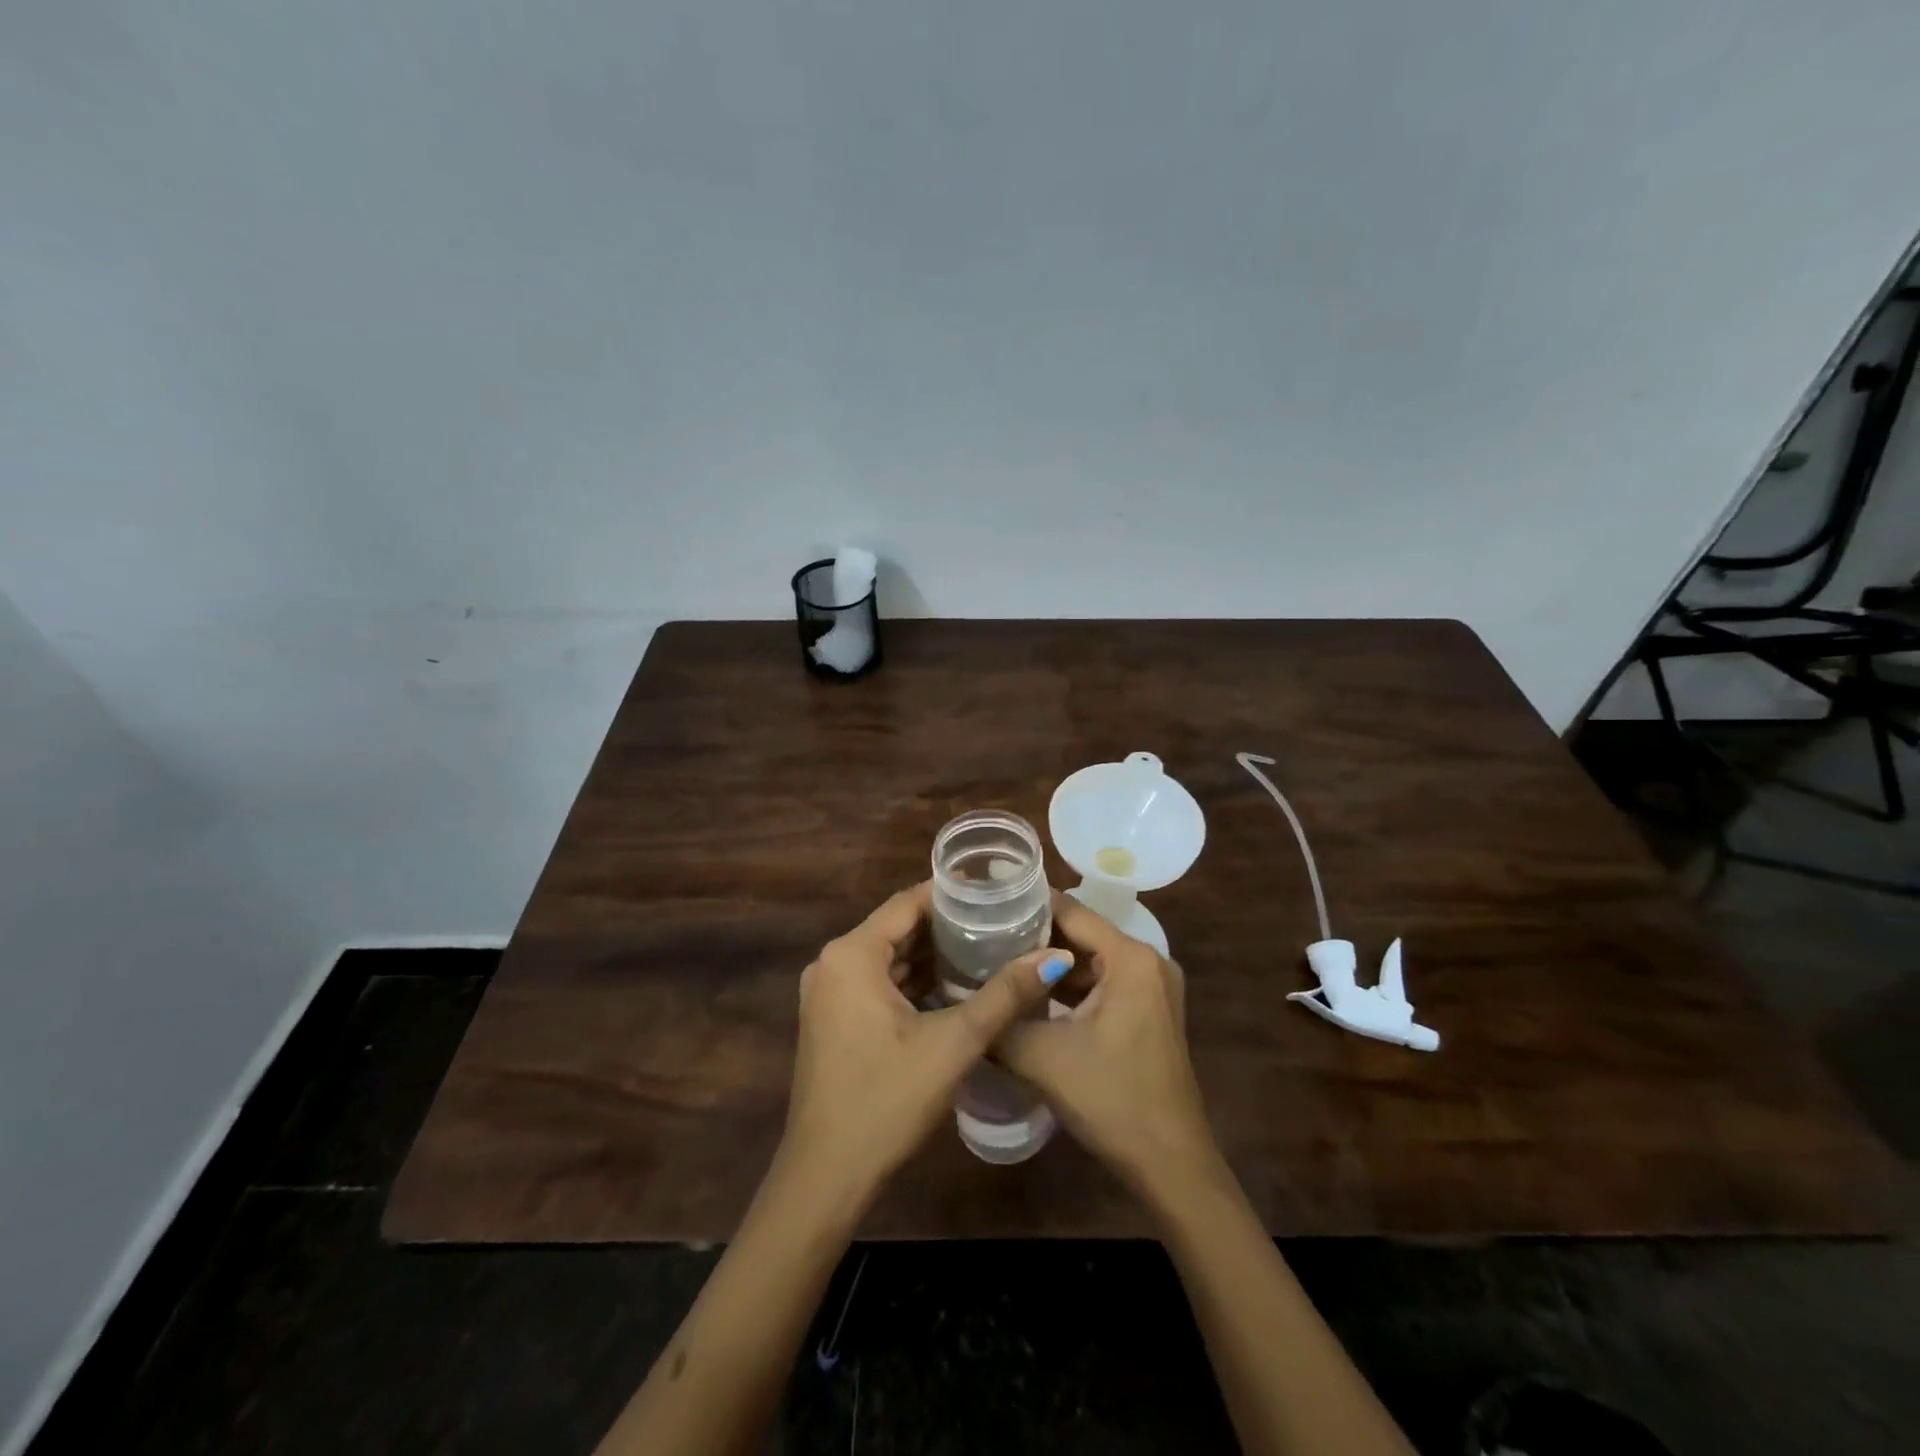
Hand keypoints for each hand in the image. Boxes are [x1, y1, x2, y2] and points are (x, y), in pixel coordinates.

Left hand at [779, 882, 1070, 1212]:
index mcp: (851, 954)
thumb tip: (1054, 956)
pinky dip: (913, 981)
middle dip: (948, 925)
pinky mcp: (834, 1020)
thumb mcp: (953, 1043)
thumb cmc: (887, 1100)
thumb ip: (1005, 995)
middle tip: (1002, 920)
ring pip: (889, 957)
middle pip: (898, 928)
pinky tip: (955, 987)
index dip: (953, 894)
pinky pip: (878, 983)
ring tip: (988, 947)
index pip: (908, 903)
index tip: (997, 891)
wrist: (827, 1177)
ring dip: (932, 956)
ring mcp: (829, 993)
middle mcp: (833, 963)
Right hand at [998, 892, 1219, 1202]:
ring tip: (998, 959)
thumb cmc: (1110, 1098)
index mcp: (1130, 957)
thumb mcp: (1042, 1056)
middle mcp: (1148, 960)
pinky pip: (1104, 981)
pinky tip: (1031, 993)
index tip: (984, 904)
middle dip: (1034, 935)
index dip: (1026, 905)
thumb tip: (954, 995)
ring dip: (1050, 962)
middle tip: (982, 934)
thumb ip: (999, 1018)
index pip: (1070, 911)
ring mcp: (1152, 986)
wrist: (1170, 1164)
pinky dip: (1070, 985)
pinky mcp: (1149, 1010)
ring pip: (1091, 958)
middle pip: (1081, 932)